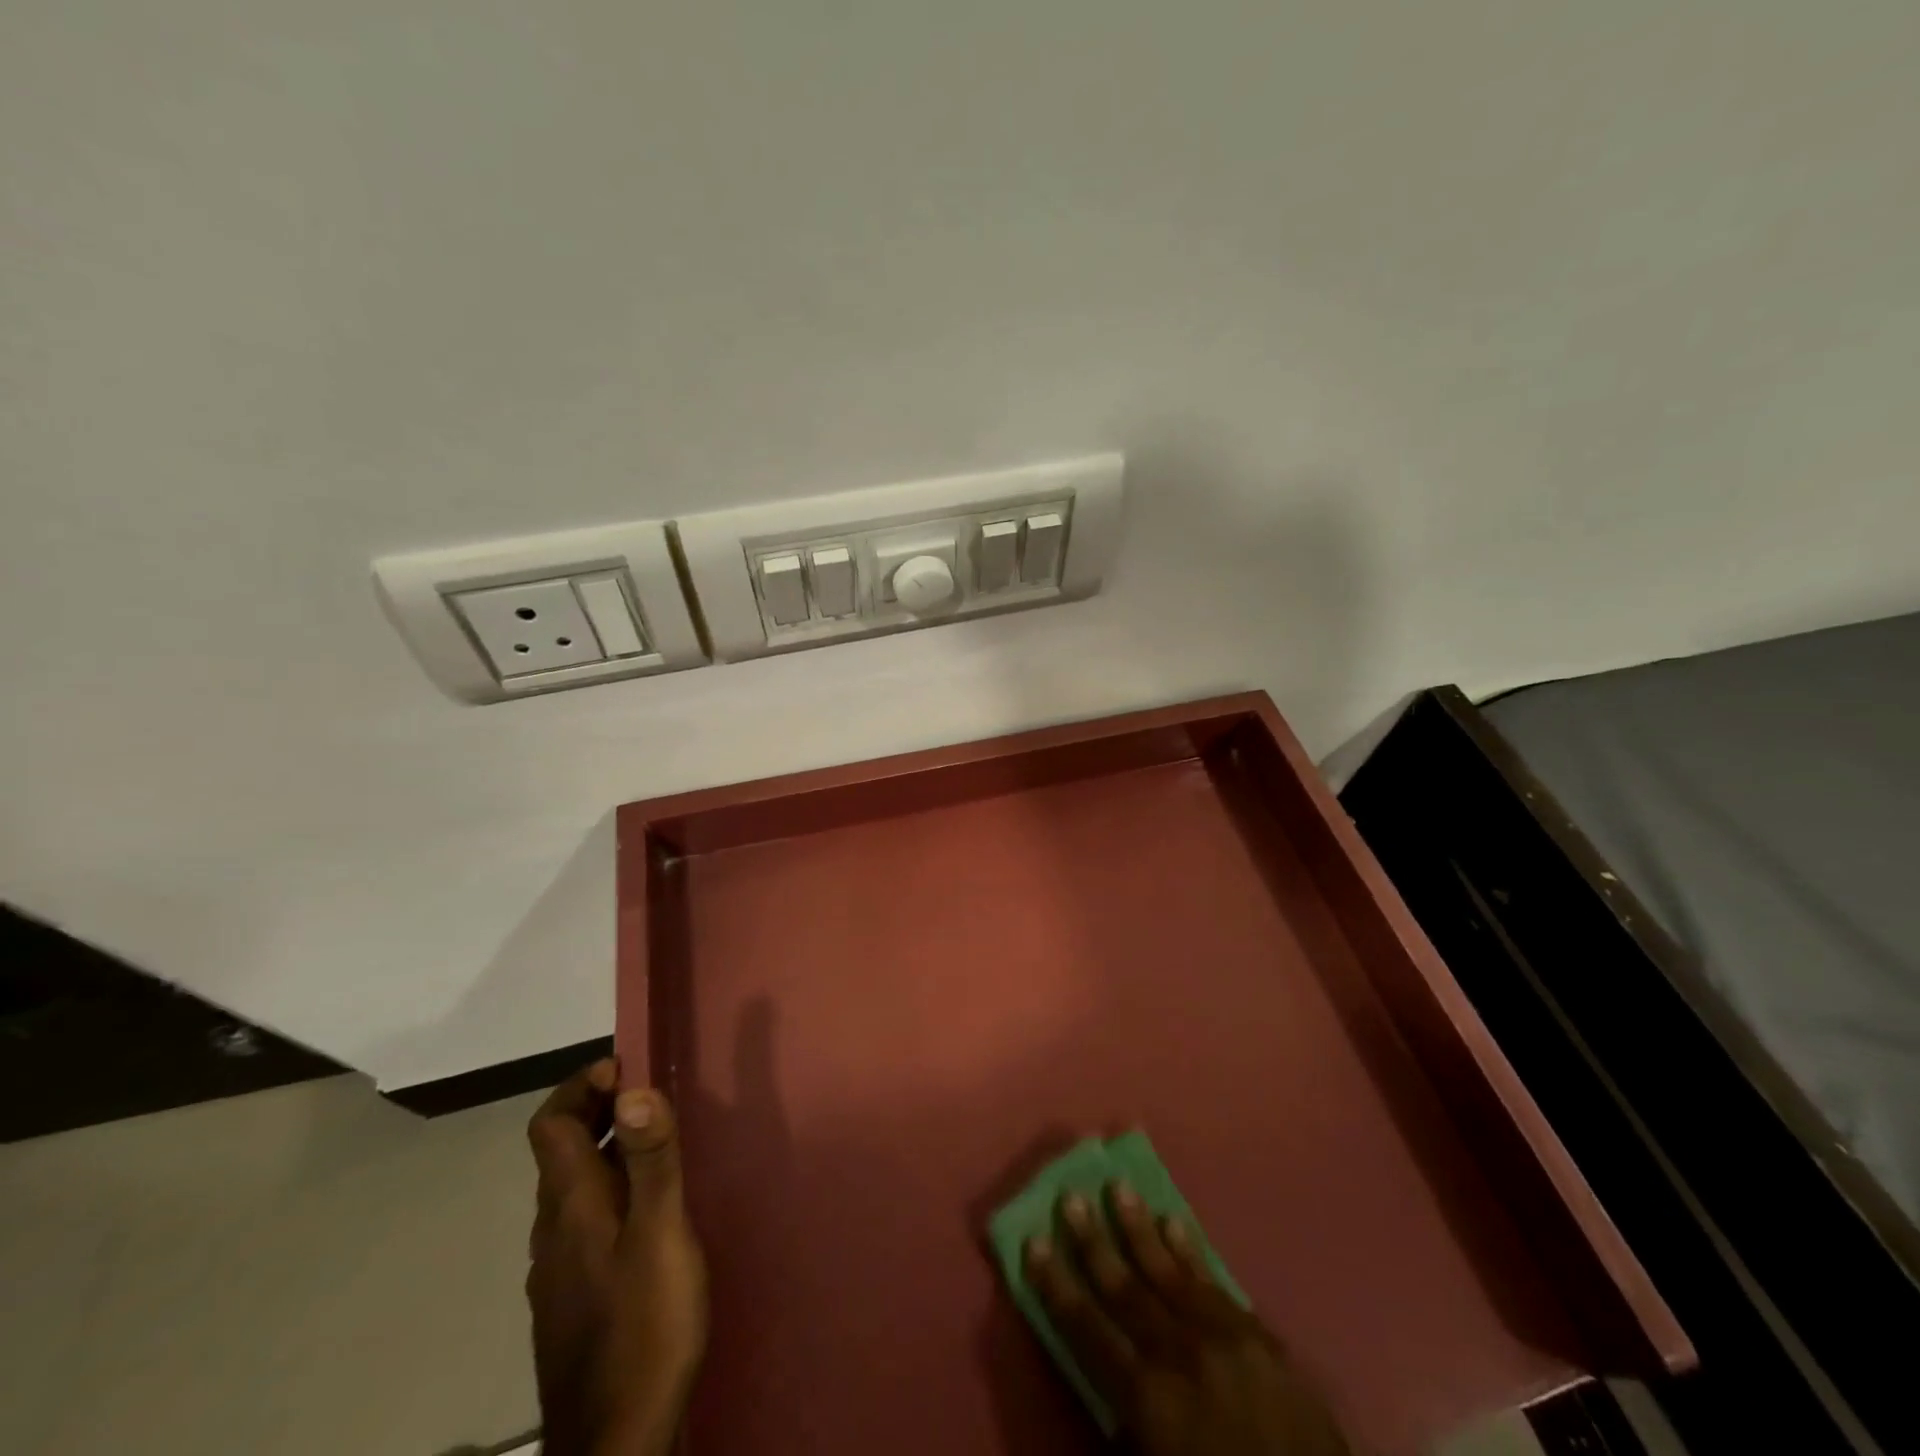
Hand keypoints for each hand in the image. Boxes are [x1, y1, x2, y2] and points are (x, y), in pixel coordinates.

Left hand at [527, 1060, 707, 1455]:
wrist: (615, 1446)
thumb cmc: (644, 1327)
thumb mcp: (661, 1234)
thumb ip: (651, 1160)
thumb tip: (634, 1088)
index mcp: (570, 1207)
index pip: (550, 1124)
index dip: (580, 1086)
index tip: (626, 1069)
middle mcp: (552, 1232)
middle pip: (558, 1153)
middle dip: (596, 1111)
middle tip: (648, 1097)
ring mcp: (557, 1272)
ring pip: (571, 1190)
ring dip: (605, 1152)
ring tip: (656, 1147)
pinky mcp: (572, 1301)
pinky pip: (582, 1224)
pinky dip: (608, 1193)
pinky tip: (646, 1216)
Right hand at [1027, 1183, 1349, 1455]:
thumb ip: (1126, 1425)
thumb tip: (1100, 1378)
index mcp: (1150, 1401)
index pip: (1088, 1330)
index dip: (1058, 1286)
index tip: (1034, 1242)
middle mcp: (1181, 1357)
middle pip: (1126, 1289)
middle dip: (1093, 1242)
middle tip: (1071, 1196)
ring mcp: (1225, 1341)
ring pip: (1170, 1273)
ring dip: (1139, 1230)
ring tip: (1119, 1187)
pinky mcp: (1261, 1340)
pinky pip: (1216, 1285)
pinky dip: (1191, 1252)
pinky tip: (1175, 1223)